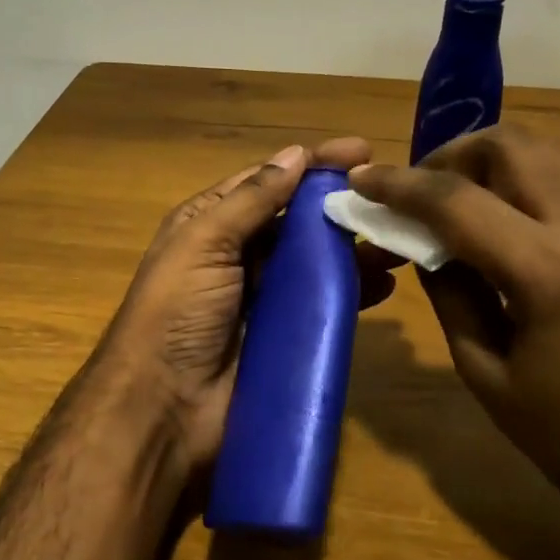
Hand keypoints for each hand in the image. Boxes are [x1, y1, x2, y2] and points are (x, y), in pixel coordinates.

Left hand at [100, 136, 373, 472]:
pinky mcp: (282, 338)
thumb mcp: (203, 243)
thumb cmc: (176, 312)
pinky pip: (322, 306)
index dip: (310, 165)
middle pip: (295, 222)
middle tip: (389, 200)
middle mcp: (236, 257)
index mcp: (209, 226)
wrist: (163, 409)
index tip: (360, 151)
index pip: (267, 183)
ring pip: (315, 263)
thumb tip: (295, 154)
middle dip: (338, 207)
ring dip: (353, 250)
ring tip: (396, 241)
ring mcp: (262, 299)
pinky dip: (351, 293)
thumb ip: (251, 200)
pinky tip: (383, 285)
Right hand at [349, 126, 559, 537]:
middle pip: (510, 145)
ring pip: (543, 155)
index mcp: (548, 272)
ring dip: (487, 165)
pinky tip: (498, 227)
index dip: (398, 184)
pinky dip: (520, 185)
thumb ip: (450, 293)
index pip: (457, 200)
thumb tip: (423, 245)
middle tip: (417, 192)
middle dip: (450, 155)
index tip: (360, 180)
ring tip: (452, 204)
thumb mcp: (484, 371)